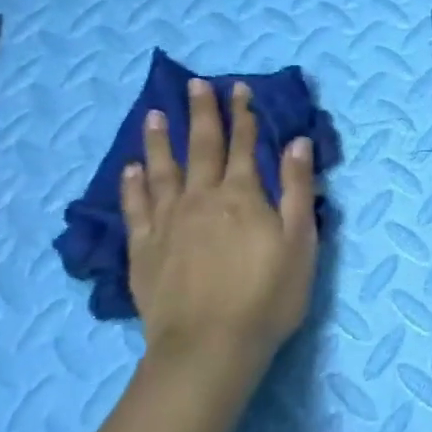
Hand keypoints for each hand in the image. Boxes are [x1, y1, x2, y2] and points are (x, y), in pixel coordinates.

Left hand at [121, 78, 318, 389]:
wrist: (210, 346)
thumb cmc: (268, 295)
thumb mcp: (300, 241)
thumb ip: (296, 188)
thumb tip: (296, 142)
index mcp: (242, 196)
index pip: (244, 145)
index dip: (243, 115)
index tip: (238, 88)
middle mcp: (201, 198)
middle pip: (201, 147)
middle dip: (202, 114)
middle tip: (195, 85)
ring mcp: (168, 223)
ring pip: (161, 170)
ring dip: (159, 140)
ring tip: (154, 114)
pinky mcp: (144, 249)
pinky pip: (135, 208)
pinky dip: (133, 185)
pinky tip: (131, 170)